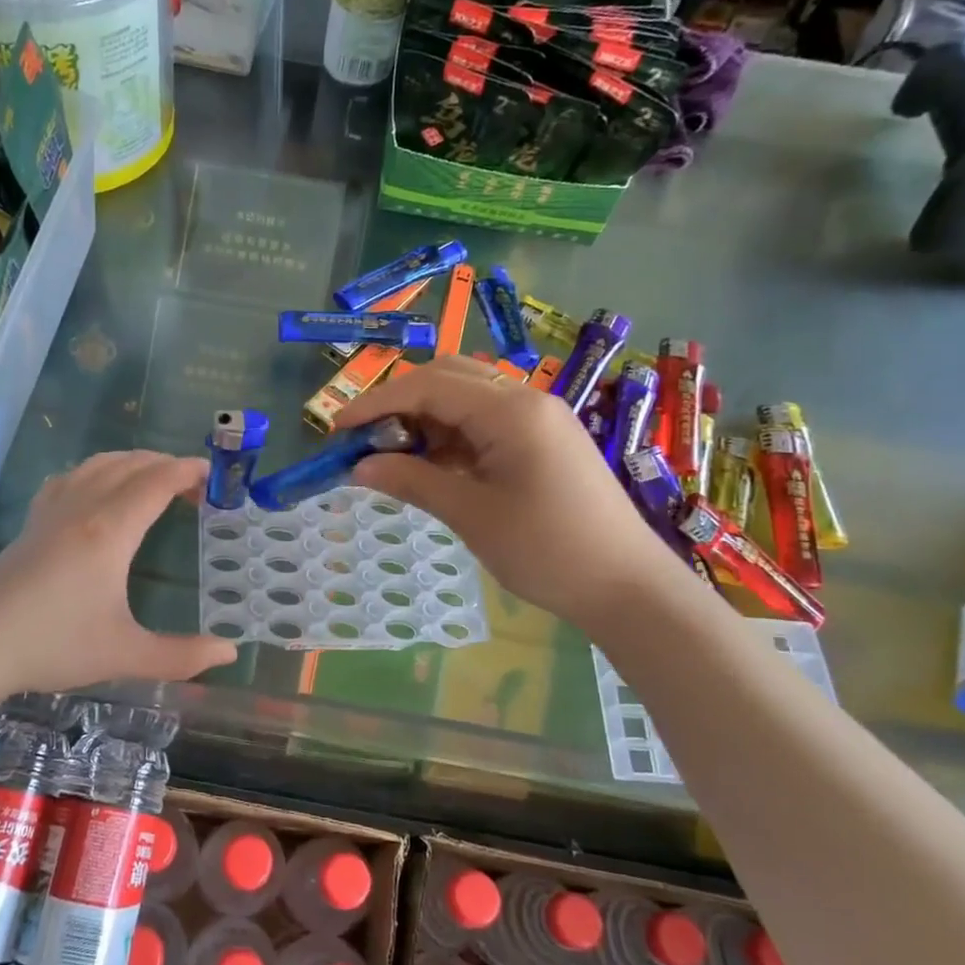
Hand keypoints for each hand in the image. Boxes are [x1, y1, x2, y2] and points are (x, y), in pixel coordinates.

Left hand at [0, 451, 239, 696]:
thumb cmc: (54, 646)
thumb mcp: (125, 655)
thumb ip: (182, 656)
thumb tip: (230, 653)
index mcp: (110, 531)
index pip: (157, 482)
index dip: (188, 472)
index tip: (214, 475)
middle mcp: (82, 508)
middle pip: (130, 465)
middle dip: (166, 465)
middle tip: (194, 487)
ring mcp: (51, 511)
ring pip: (97, 465)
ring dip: (132, 462)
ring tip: (153, 480)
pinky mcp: (30, 523)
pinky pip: (69, 478)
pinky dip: (96, 471)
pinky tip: (96, 490)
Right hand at [336, 356, 673, 623]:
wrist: (628, 586)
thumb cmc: (548, 551)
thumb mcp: (471, 516)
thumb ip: (412, 481)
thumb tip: (359, 467)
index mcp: (511, 411)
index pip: (429, 385)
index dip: (376, 403)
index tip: (337, 430)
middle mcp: (526, 400)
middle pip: (448, 378)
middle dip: (399, 403)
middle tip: (365, 440)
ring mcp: (539, 419)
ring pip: (466, 398)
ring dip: (425, 420)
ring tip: (393, 459)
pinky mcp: (544, 440)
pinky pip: (486, 423)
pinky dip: (451, 437)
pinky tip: (433, 467)